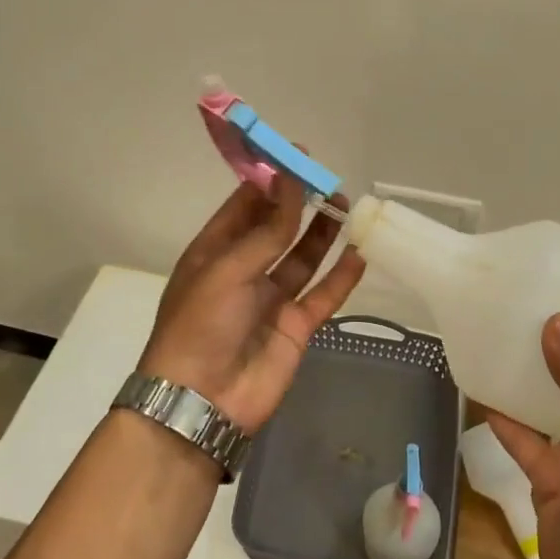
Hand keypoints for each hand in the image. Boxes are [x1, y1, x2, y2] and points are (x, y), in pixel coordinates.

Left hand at [139, 176, 366, 433]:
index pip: (244, 205)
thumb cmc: (200, 325)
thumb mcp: (228, 269)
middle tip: (328, 180)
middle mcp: (243, 270)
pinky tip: (359, 255)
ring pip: (302, 258)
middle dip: (300, 203)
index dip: (270, 180)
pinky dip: (341, 277)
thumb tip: (291, 182)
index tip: (297, 155)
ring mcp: (270, 300)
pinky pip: (323, 295)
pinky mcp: (295, 327)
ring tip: (346, 205)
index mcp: (214, 252)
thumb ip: (267, 230)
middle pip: (277, 228)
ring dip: (322, 233)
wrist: (202, 403)